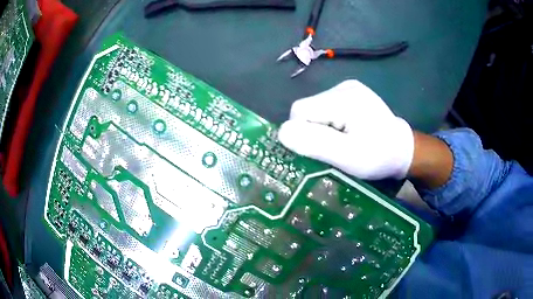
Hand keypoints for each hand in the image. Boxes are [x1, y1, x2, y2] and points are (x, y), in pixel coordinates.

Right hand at [278, 80, 414, 179]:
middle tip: (334, 148)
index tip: (321, 150)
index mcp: (344, 99)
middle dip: (313, 131)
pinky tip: (345, 131)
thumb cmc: (379, 157)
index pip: (300, 111)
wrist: (403, 150)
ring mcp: (348, 88)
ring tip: (341, 141)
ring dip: (321, 128)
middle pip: (307, 109)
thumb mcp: (348, 157)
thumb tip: (282, 132)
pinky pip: (325, 108)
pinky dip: (328, 122)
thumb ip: (315, 143)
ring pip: (315, 109)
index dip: (303, 133)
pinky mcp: (351, 93)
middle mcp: (344, 87)